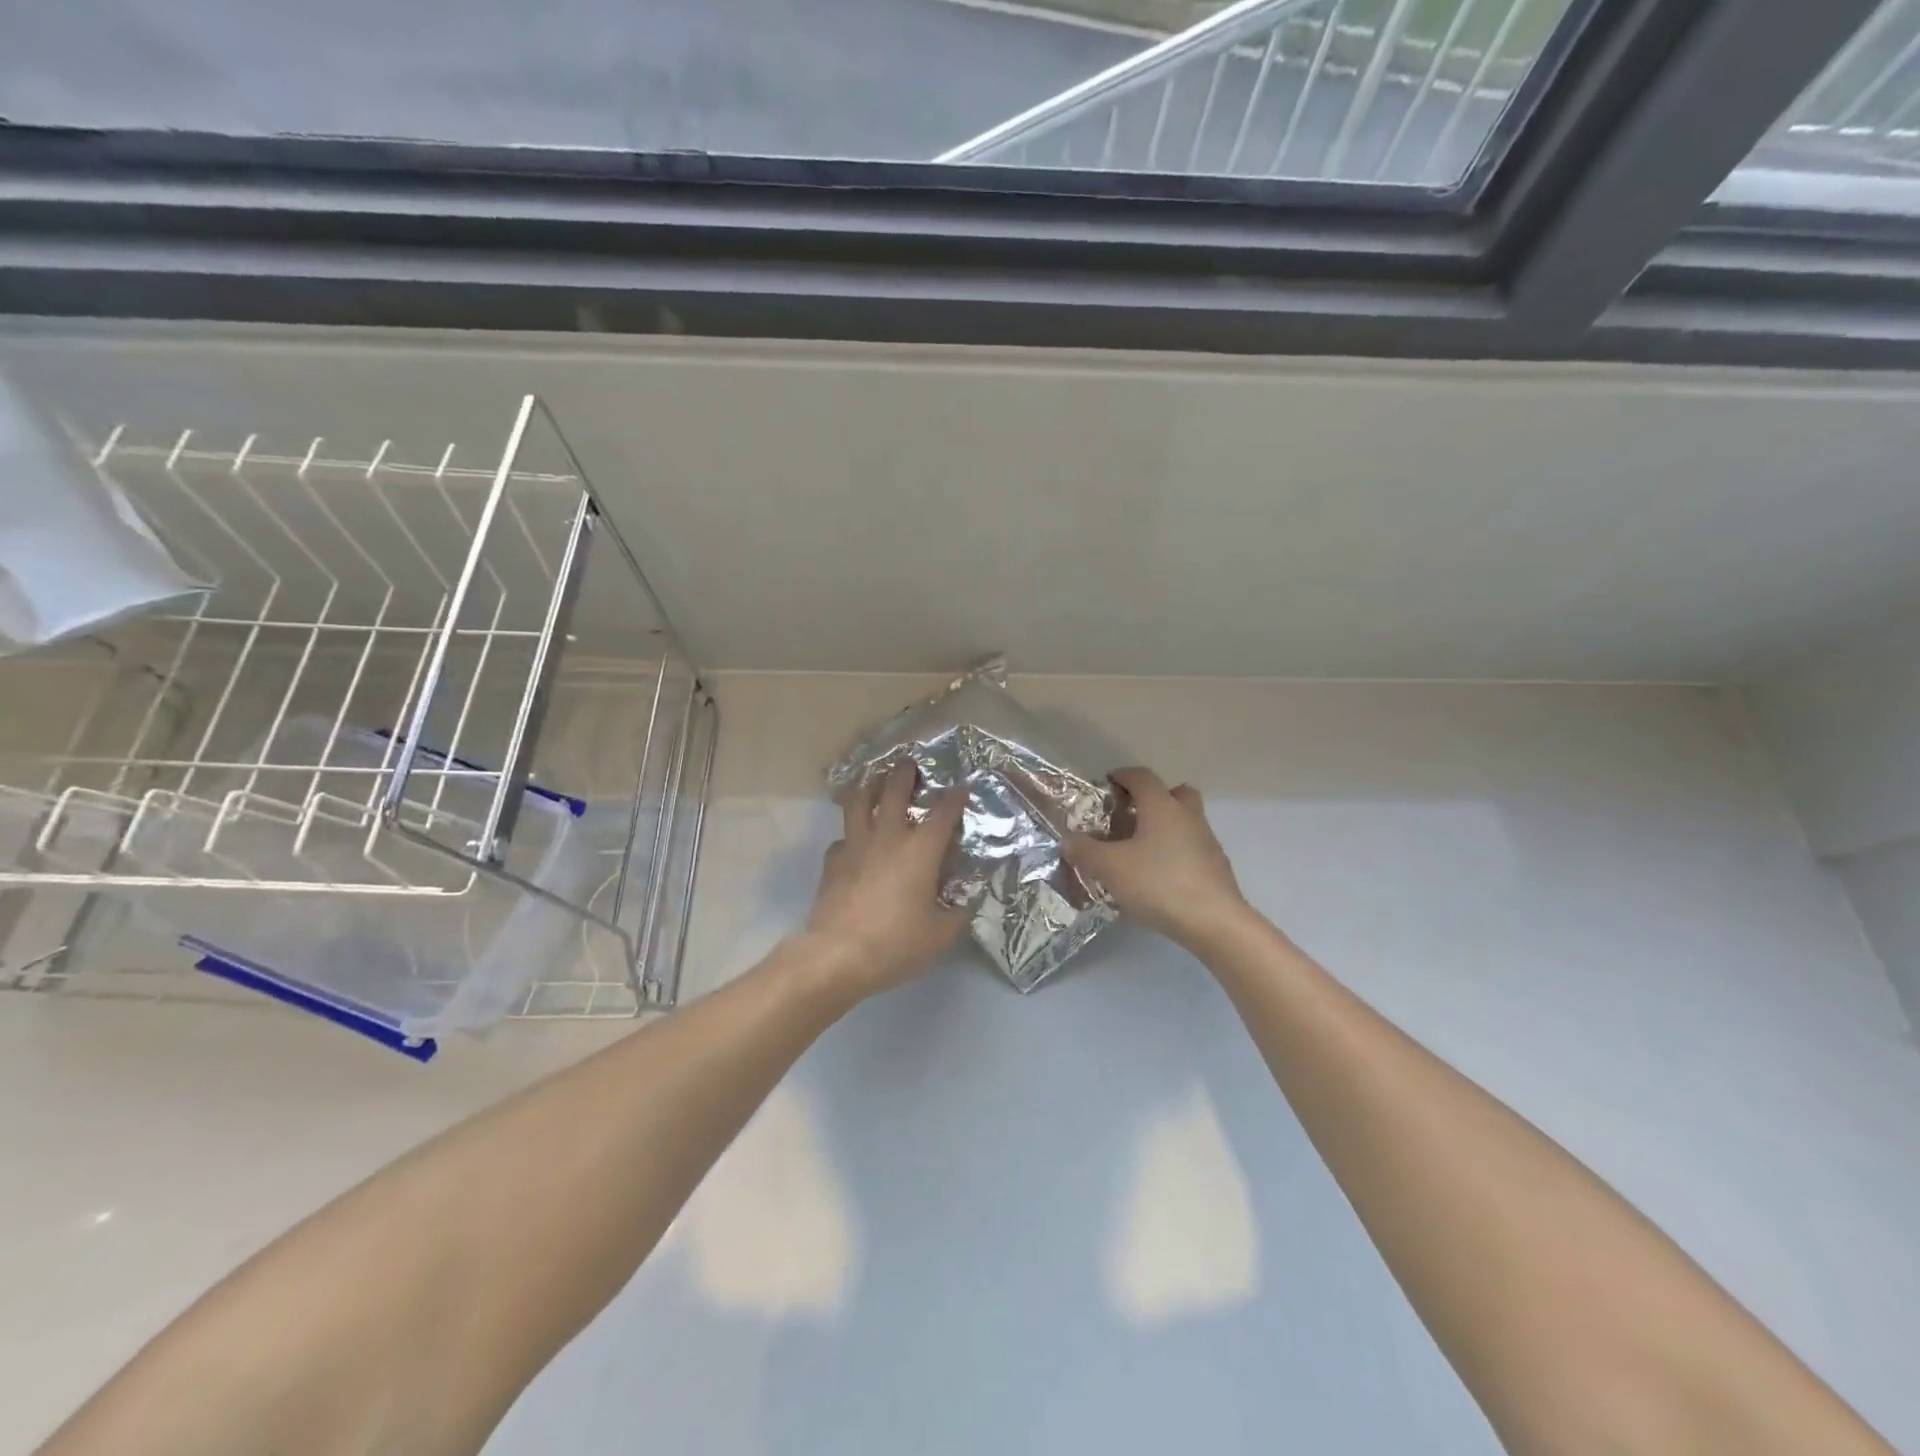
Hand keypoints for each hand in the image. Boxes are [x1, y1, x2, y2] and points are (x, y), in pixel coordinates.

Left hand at [804, 763, 968, 999]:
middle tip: (910, 764)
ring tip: (874, 784)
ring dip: (868, 788)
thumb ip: (958, 914)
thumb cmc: (896, 943)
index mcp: (920, 850)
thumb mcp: (941, 934)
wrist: (838, 955)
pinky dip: (850, 836)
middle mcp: (887, 837)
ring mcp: (855, 846)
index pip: (943, 812)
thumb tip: (967, 902)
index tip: (963, 786)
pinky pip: (841, 839)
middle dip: (904, 773)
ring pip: (858, 802)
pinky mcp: (832, 862)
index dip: (956, 796)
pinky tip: (853, 845)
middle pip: (894, 790)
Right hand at [1066, 766, 1249, 952]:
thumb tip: (1068, 840)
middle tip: (1128, 816)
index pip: (1142, 776)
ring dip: (1162, 827)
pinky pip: (1190, 848)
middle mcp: (1188, 816)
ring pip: (1184, 821)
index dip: (1122, 776)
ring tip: (1137, 852)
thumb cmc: (1159, 884)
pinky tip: (1156, 877)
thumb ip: (1084, 851)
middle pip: (1173, 793)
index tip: (1106, 785)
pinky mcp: (1216, 868)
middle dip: (1150, 799)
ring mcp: (1207, 841)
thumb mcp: (1110, 867)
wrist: (1215, 923)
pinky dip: (1173, 853)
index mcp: (1162, 806)